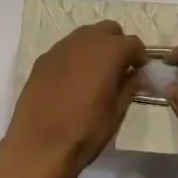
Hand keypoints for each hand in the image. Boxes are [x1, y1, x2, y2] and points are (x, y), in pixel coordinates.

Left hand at [0, 22, 145, 177]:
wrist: (38, 147)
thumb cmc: (85, 132)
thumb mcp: (116, 112)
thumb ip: (129, 87)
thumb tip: (135, 74)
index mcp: (108, 52)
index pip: (133, 43)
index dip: (139, 57)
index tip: (139, 73)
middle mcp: (84, 41)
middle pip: (108, 30)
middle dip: (117, 45)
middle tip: (119, 70)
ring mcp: (60, 48)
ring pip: (85, 36)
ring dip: (95, 48)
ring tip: (96, 75)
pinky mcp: (42, 60)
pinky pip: (66, 49)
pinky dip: (75, 58)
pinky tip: (73, 82)